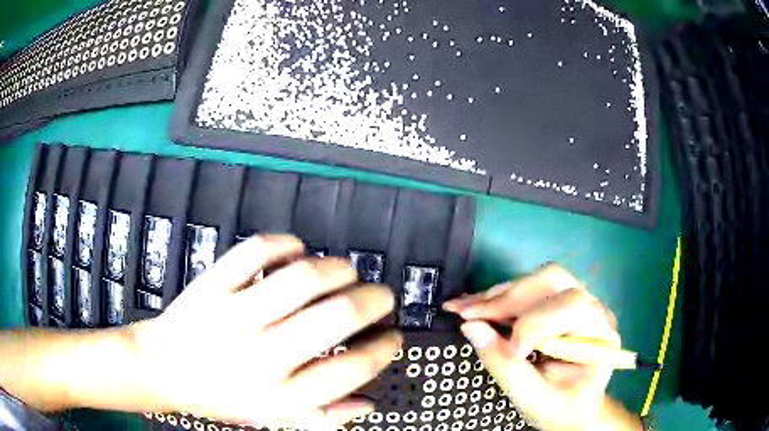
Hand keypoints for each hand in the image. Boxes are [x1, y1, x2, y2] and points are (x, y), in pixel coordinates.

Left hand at [131, 235, 401, 428]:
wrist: (162, 369)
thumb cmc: (219, 397)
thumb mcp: (273, 419)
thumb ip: (324, 417)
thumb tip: (369, 404)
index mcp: (279, 395)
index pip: (350, 370)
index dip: (383, 349)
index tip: (394, 336)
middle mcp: (261, 356)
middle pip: (335, 318)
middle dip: (373, 301)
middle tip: (381, 296)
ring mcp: (233, 315)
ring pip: (301, 279)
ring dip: (337, 269)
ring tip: (346, 272)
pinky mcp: (212, 285)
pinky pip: (255, 252)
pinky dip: (285, 244)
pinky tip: (297, 251)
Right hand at [443, 264, 639, 430]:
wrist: (574, 408)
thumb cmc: (560, 409)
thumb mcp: (534, 399)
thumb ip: (505, 367)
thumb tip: (471, 327)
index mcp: (600, 335)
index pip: (572, 307)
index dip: (534, 324)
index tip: (509, 351)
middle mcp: (593, 309)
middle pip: (554, 281)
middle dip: (508, 298)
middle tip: (468, 314)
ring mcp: (578, 302)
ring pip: (539, 279)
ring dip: (500, 294)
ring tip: (465, 308)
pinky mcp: (559, 304)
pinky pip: (530, 289)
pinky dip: (500, 297)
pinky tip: (477, 306)